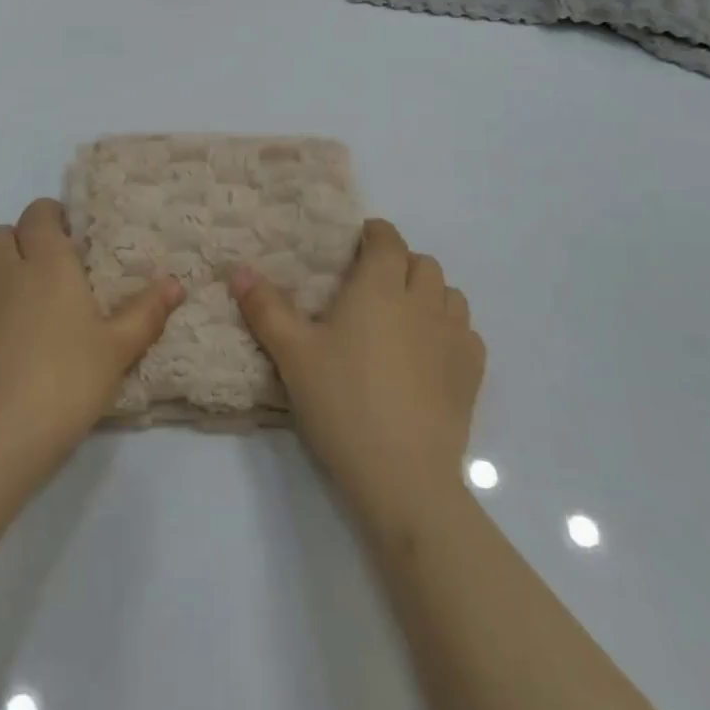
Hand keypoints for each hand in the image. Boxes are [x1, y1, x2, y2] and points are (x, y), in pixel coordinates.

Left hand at [0, 197, 183, 476]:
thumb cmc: (67, 382)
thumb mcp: (118, 349)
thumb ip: (146, 312)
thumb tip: (175, 283)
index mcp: (48, 263)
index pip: (40, 215)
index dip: (50, 217)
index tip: (65, 237)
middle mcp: (4, 268)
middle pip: (3, 233)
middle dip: (21, 241)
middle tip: (42, 270)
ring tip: (9, 295)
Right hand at [233, 219, 484, 526]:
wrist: (402, 475)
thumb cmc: (342, 402)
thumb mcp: (292, 354)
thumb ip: (266, 308)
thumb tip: (238, 270)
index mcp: (380, 287)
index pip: (388, 240)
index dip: (374, 234)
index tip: (357, 244)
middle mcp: (423, 302)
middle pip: (423, 263)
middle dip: (401, 263)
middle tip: (372, 284)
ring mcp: (454, 338)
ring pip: (451, 295)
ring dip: (429, 293)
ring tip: (403, 316)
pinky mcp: (471, 374)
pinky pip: (468, 333)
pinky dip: (451, 330)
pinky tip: (430, 353)